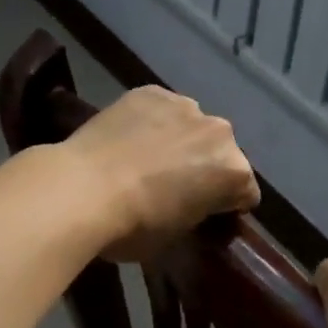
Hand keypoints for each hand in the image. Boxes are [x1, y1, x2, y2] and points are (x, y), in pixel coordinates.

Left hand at [60, 85, 259, 261]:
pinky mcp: (151, 92)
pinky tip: (129, 138)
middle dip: (206, 167)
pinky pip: (162, 109)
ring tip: (147, 158)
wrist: (81, 189)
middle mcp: (219, 132)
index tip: (205, 216)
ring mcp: (185, 106)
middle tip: (174, 187)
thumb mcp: (178, 236)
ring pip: (192, 126)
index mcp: (234, 171)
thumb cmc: (133, 226)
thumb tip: (191, 206)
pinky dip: (153, 122)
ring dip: (181, 141)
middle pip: (222, 152)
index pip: (245, 193)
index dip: (227, 207)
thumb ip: (197, 213)